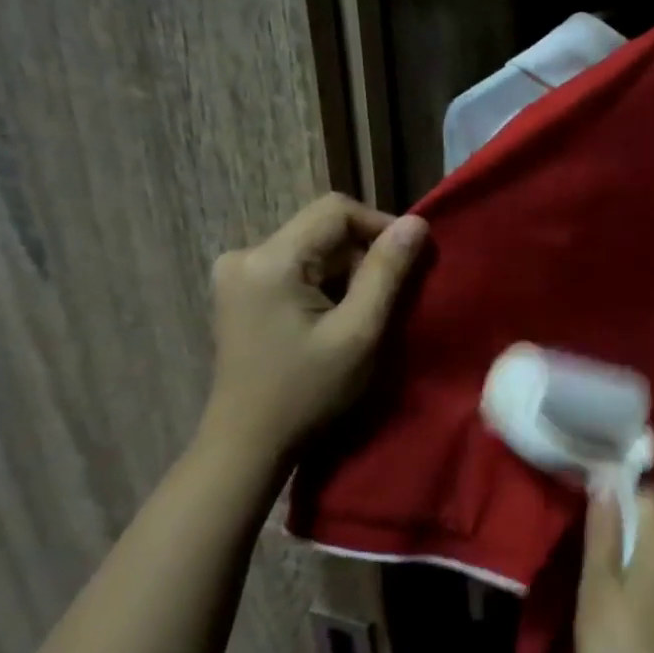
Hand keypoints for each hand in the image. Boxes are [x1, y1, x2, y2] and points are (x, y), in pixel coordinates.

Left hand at [201, 194, 427, 456]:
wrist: (248, 442)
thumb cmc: (308, 392)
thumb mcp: (359, 333)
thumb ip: (387, 273)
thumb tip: (417, 223)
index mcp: (270, 260)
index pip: (336, 210)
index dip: (380, 225)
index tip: (409, 261)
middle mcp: (245, 254)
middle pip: (322, 230)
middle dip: (362, 257)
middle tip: (387, 302)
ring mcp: (237, 273)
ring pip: (312, 250)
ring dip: (345, 274)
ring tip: (360, 317)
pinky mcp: (239, 291)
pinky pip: (295, 268)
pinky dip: (323, 286)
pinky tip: (331, 321)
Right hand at [575, 486, 653, 652]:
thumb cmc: (617, 650)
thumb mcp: (598, 589)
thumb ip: (602, 535)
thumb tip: (606, 482)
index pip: (650, 496)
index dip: (623, 488)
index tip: (593, 491)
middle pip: (653, 527)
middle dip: (622, 523)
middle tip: (585, 534)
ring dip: (628, 555)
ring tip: (595, 570)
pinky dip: (638, 581)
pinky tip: (617, 605)